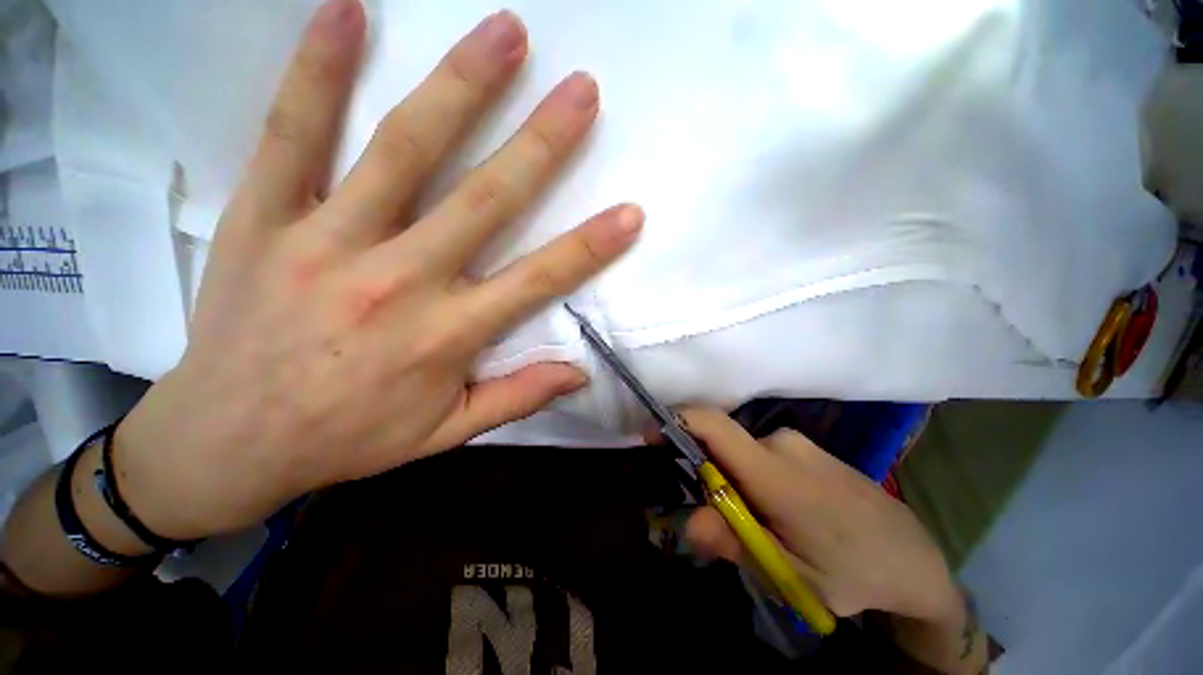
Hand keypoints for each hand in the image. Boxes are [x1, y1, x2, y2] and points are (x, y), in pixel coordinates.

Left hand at [112, 1, 640, 539]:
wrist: (228, 442)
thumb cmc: (348, 438)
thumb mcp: (445, 432)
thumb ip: (517, 398)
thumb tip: (579, 374)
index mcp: (446, 336)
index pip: (538, 281)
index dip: (589, 247)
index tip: (630, 213)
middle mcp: (398, 281)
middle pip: (485, 199)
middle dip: (541, 142)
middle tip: (582, 89)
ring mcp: (325, 242)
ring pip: (403, 150)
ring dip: (459, 86)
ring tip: (504, 31)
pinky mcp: (261, 218)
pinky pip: (292, 132)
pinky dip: (320, 69)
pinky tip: (348, 12)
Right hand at [675, 408, 960, 623]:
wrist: (915, 559)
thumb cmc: (852, 572)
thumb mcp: (790, 575)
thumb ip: (735, 544)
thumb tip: (689, 521)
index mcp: (775, 472)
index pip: (714, 426)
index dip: (677, 421)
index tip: (651, 434)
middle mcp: (782, 443)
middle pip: (723, 445)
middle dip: (709, 474)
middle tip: (724, 521)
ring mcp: (798, 442)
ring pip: (742, 452)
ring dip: (734, 480)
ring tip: (762, 526)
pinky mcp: (807, 447)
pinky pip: (762, 453)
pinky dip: (752, 475)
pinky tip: (781, 512)